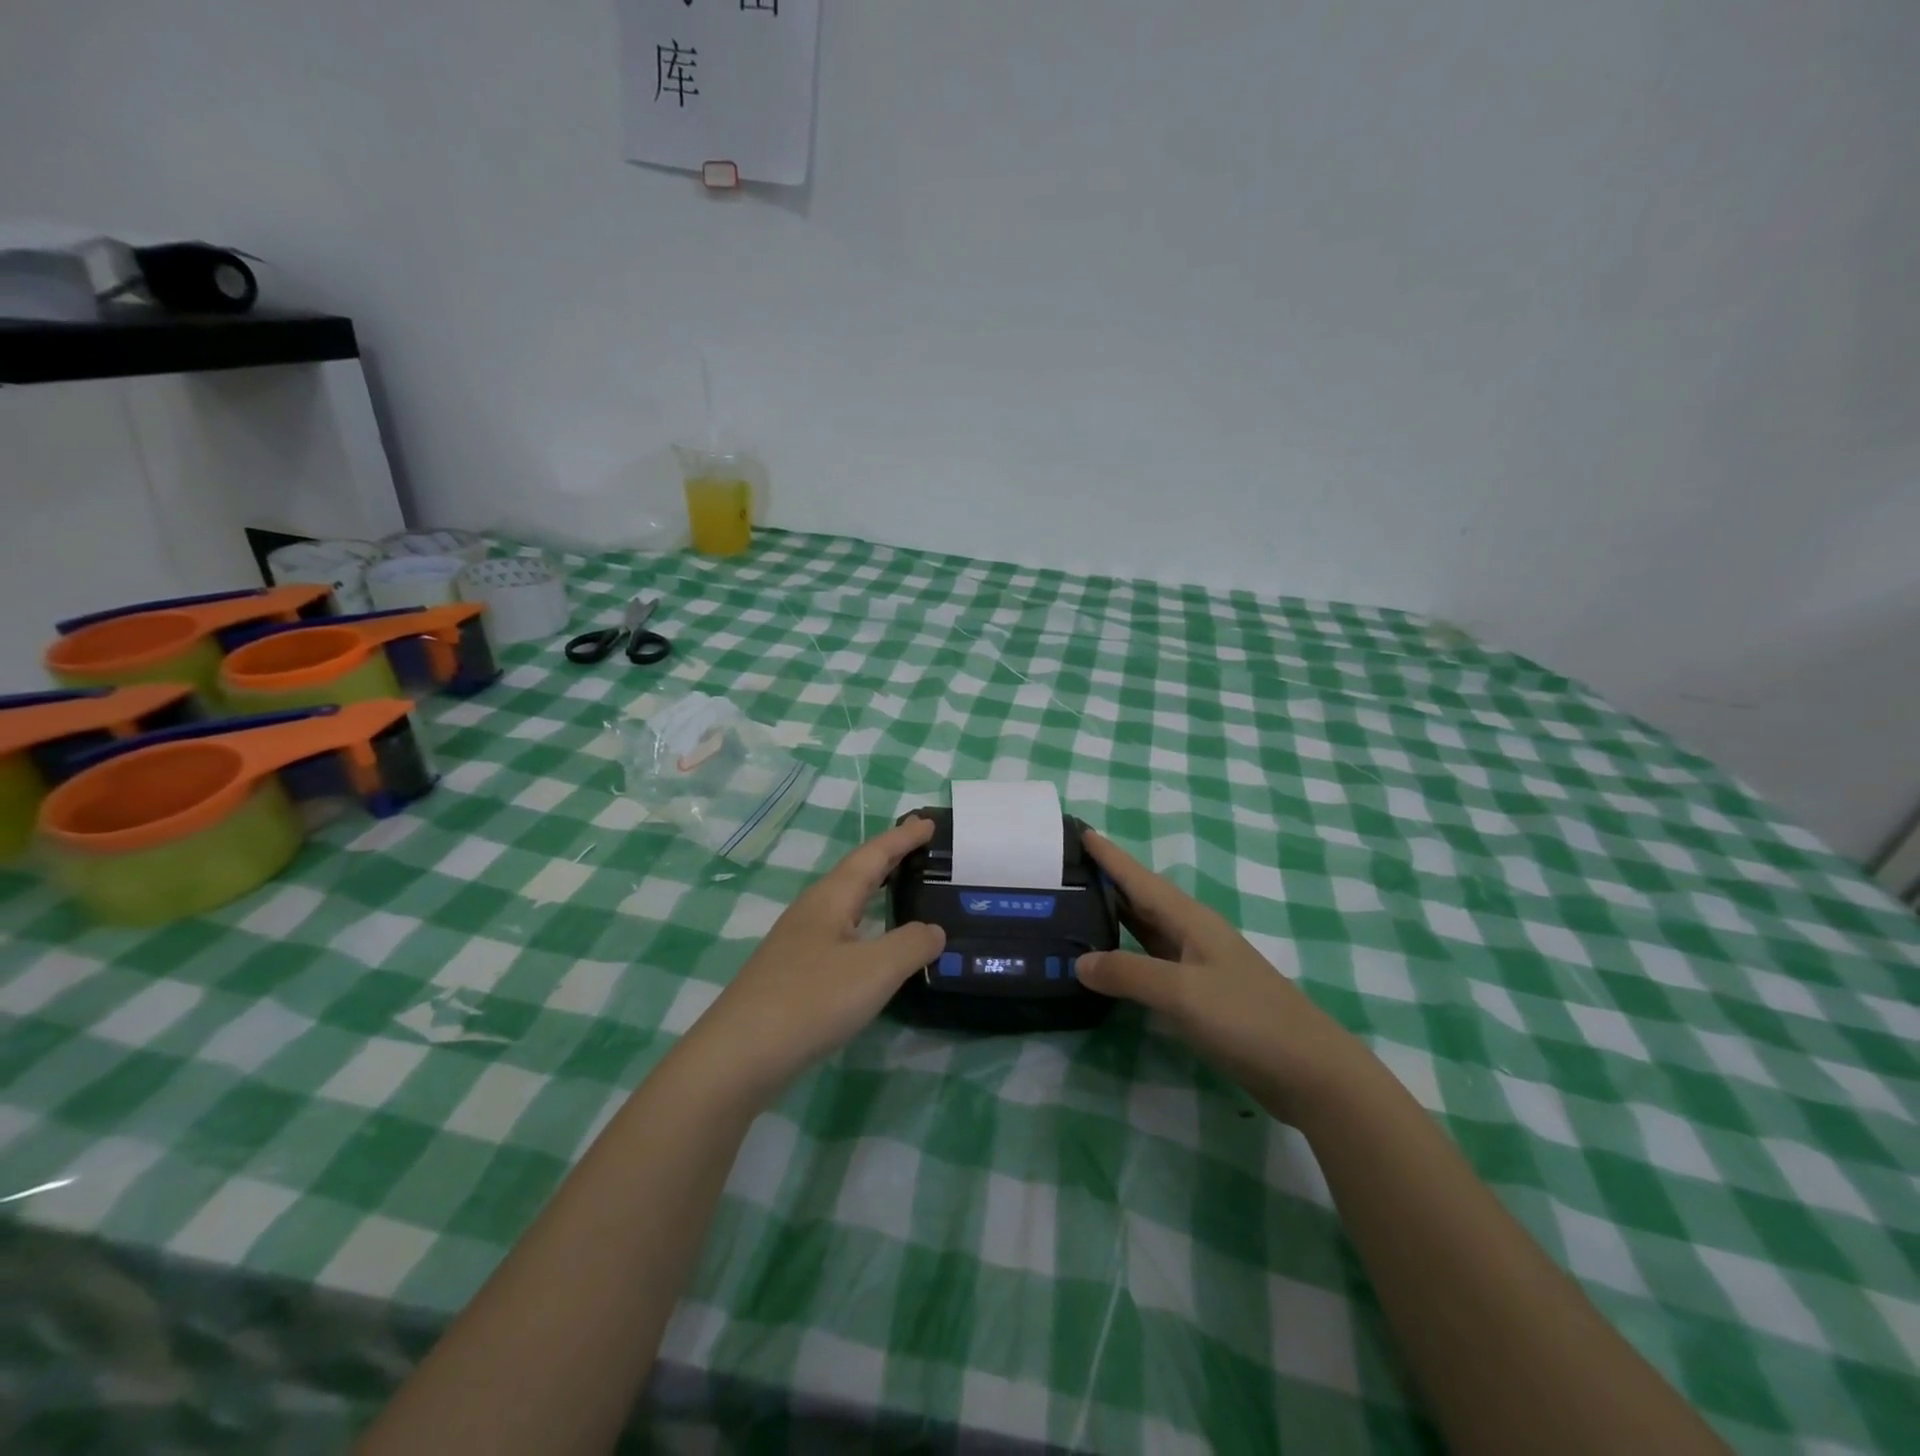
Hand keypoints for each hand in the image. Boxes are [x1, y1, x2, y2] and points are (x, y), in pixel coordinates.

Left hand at [679, 818, 945, 1103]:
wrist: (739, 1055)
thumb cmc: (811, 1000)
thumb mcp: (876, 969)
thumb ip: (912, 944)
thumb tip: (934, 930)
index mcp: (831, 898)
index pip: (873, 855)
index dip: (902, 838)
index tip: (929, 822)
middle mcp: (812, 911)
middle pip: (856, 874)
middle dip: (889, 858)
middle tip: (920, 848)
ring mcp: (798, 943)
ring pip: (846, 904)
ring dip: (875, 891)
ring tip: (902, 889)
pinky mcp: (793, 973)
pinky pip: (840, 933)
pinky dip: (865, 926)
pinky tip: (872, 947)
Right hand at [1076, 830, 1366, 1121]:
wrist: (1310, 1071)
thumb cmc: (1247, 1018)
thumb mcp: (1182, 992)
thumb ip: (1128, 973)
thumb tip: (1079, 961)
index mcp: (1190, 919)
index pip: (1139, 878)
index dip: (1109, 855)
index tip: (1078, 830)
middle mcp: (1191, 934)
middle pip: (1140, 899)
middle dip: (1104, 881)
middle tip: (1061, 870)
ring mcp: (1197, 965)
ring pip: (1144, 930)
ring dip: (1111, 917)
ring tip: (1071, 909)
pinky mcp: (1198, 995)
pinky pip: (1150, 963)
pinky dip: (1124, 956)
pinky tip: (1106, 963)